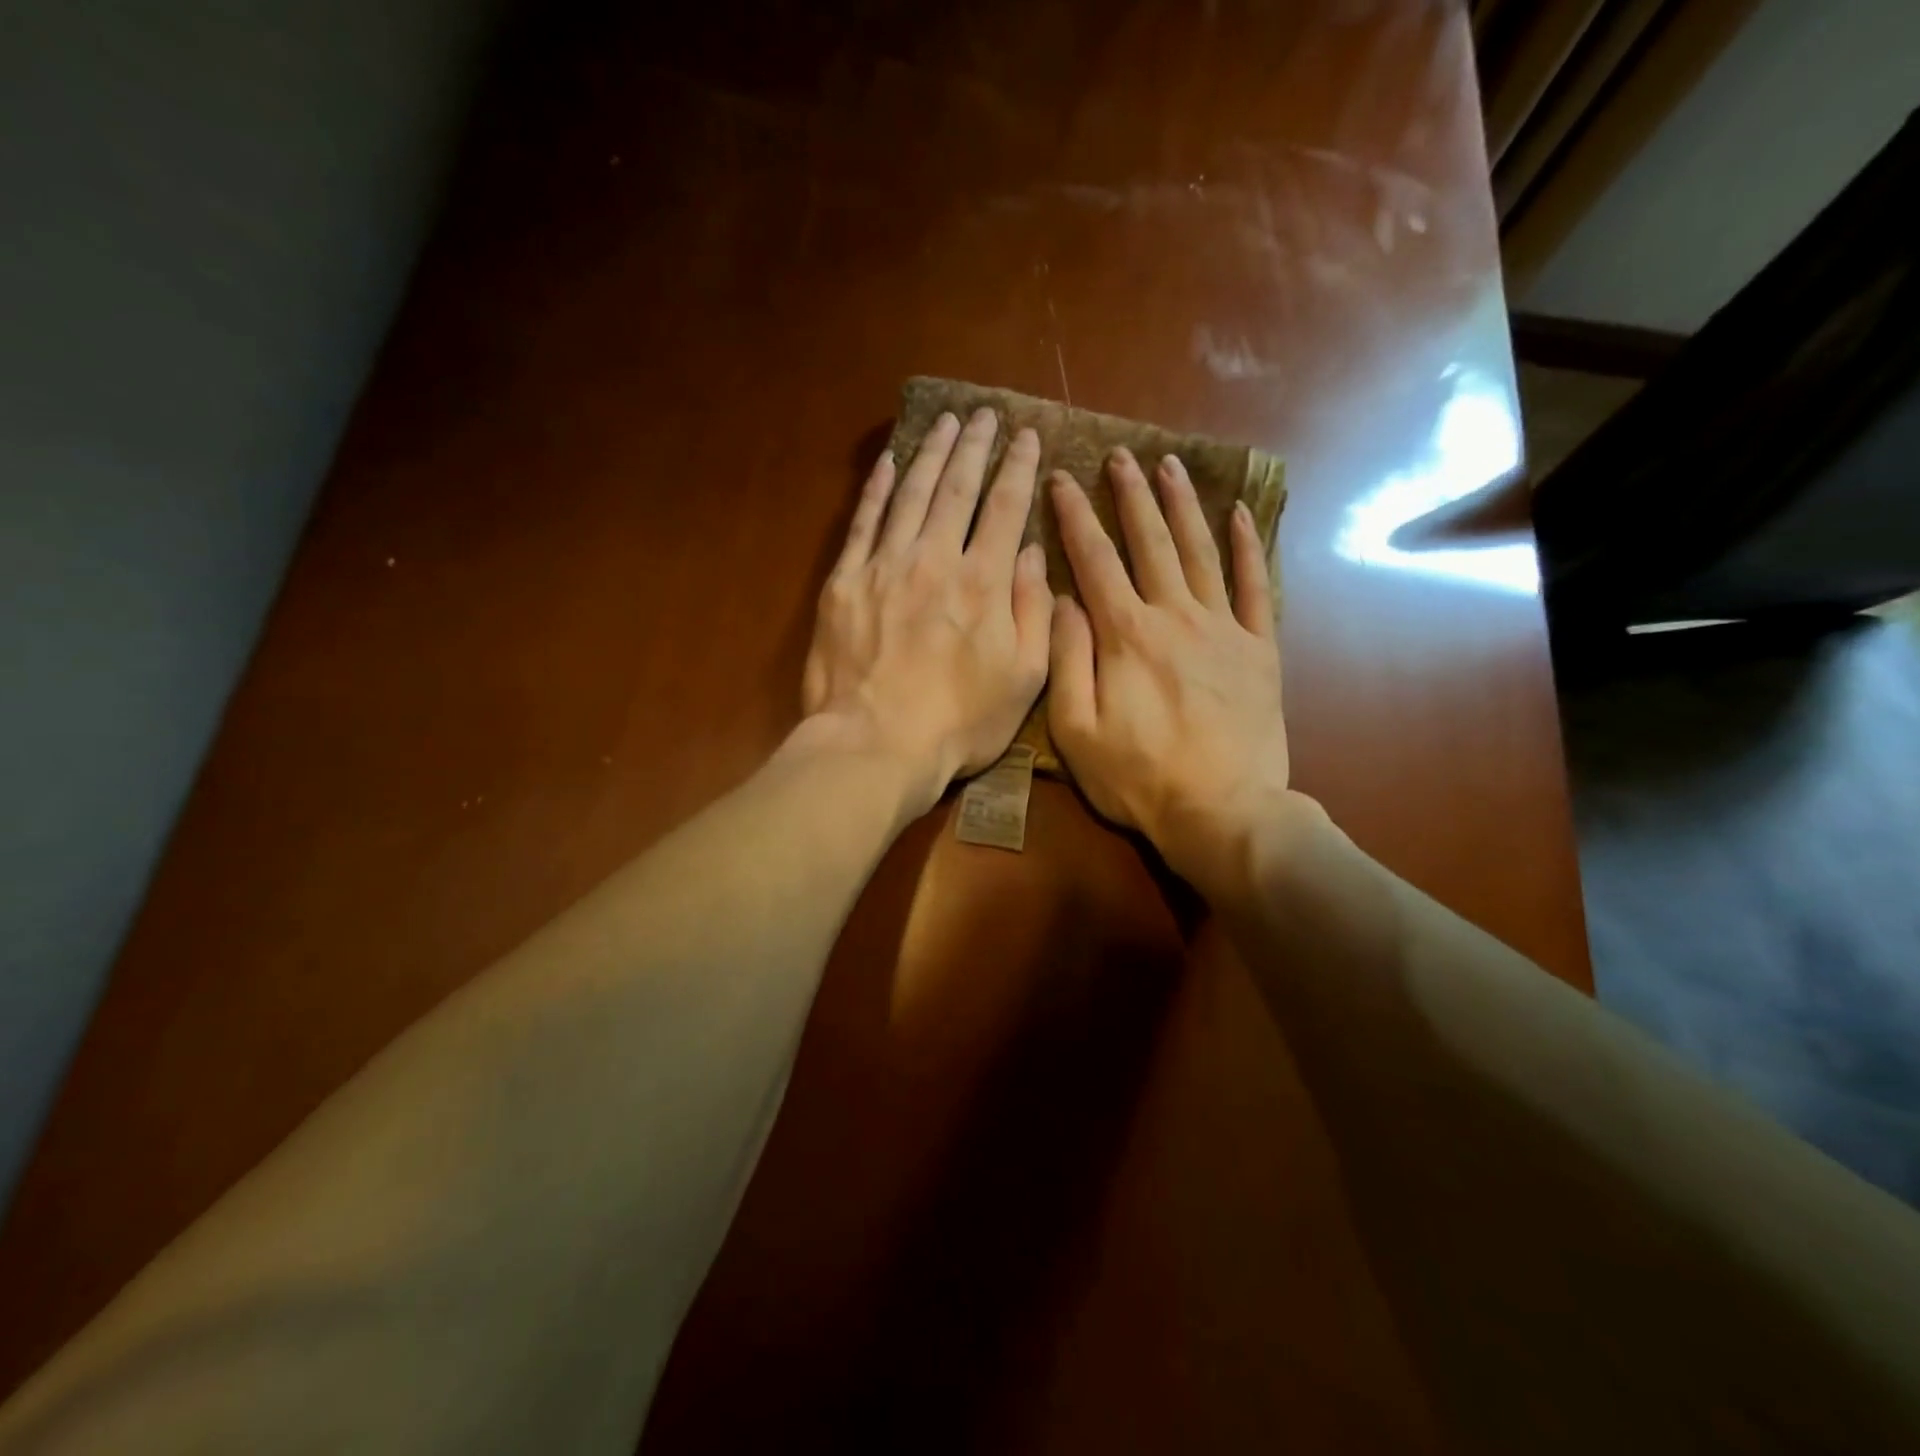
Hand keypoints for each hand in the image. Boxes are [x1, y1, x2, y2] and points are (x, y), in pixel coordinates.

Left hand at [801, 408, 1051, 814]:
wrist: (875, 745)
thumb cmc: (959, 722)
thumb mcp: (1023, 679)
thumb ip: (1032, 611)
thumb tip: (1029, 552)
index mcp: (983, 583)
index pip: (1004, 508)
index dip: (1017, 468)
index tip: (1025, 436)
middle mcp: (935, 560)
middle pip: (957, 489)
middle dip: (974, 447)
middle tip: (984, 414)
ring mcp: (884, 566)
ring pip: (912, 495)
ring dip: (931, 454)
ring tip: (945, 422)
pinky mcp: (845, 583)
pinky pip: (863, 523)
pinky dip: (878, 490)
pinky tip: (890, 463)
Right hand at [1048, 448, 1293, 894]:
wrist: (1222, 812)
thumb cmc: (1138, 777)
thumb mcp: (1077, 729)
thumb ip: (1067, 659)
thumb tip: (1061, 599)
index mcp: (1126, 635)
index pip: (1094, 560)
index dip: (1075, 516)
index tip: (1061, 479)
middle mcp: (1175, 616)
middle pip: (1150, 542)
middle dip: (1130, 496)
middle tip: (1120, 455)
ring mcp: (1223, 629)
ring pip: (1200, 552)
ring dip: (1183, 506)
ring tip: (1169, 466)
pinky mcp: (1259, 649)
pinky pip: (1254, 587)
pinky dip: (1247, 548)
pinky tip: (1239, 515)